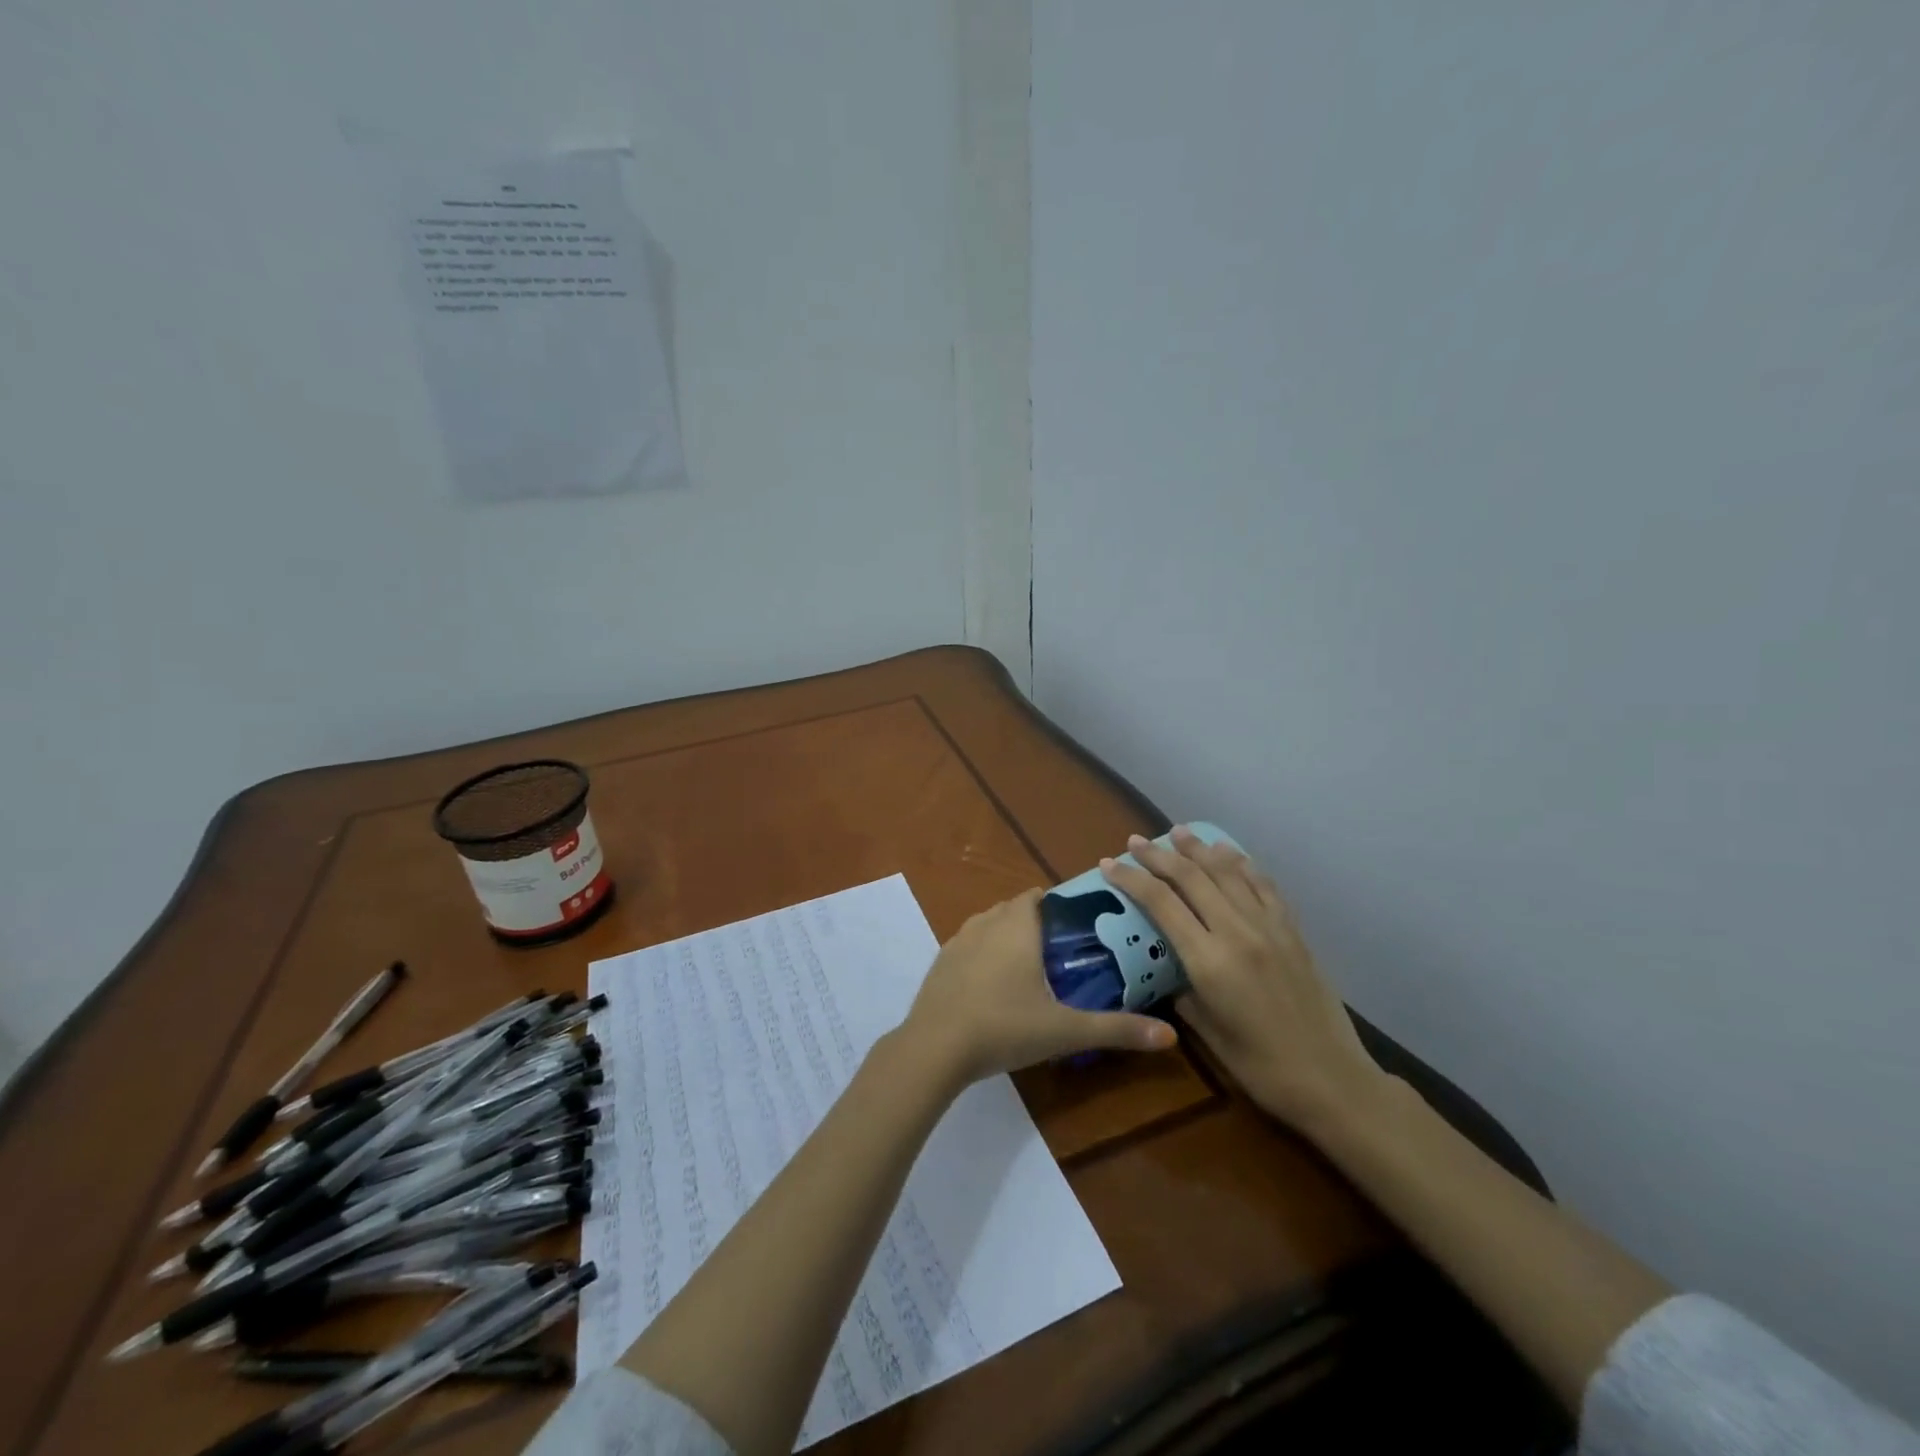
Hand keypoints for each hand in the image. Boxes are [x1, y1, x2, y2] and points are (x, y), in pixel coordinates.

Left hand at [900, 888, 1176, 1089]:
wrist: (934, 1048)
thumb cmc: (1004, 1027)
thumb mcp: (1065, 1030)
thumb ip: (1116, 1029)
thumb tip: (1169, 1036)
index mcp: (1016, 927)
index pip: (1038, 897)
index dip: (1058, 907)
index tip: (1078, 929)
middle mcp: (986, 923)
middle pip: (1014, 909)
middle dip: (1036, 924)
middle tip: (1062, 955)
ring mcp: (957, 941)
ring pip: (988, 925)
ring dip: (1007, 937)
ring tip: (1030, 970)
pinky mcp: (940, 963)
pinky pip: (968, 945)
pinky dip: (983, 955)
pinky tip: (993, 988)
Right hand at [1099, 828, 1386, 1129]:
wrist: (1330, 1079)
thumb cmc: (1259, 1066)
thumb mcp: (1205, 1030)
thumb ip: (1180, 989)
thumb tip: (1165, 967)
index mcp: (1209, 960)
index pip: (1160, 903)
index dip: (1131, 878)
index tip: (1108, 864)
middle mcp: (1237, 932)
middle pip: (1191, 877)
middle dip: (1158, 855)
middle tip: (1135, 841)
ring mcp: (1269, 927)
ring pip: (1227, 872)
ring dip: (1199, 848)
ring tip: (1178, 832)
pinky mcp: (1292, 930)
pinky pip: (1263, 885)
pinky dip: (1241, 864)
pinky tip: (1229, 854)